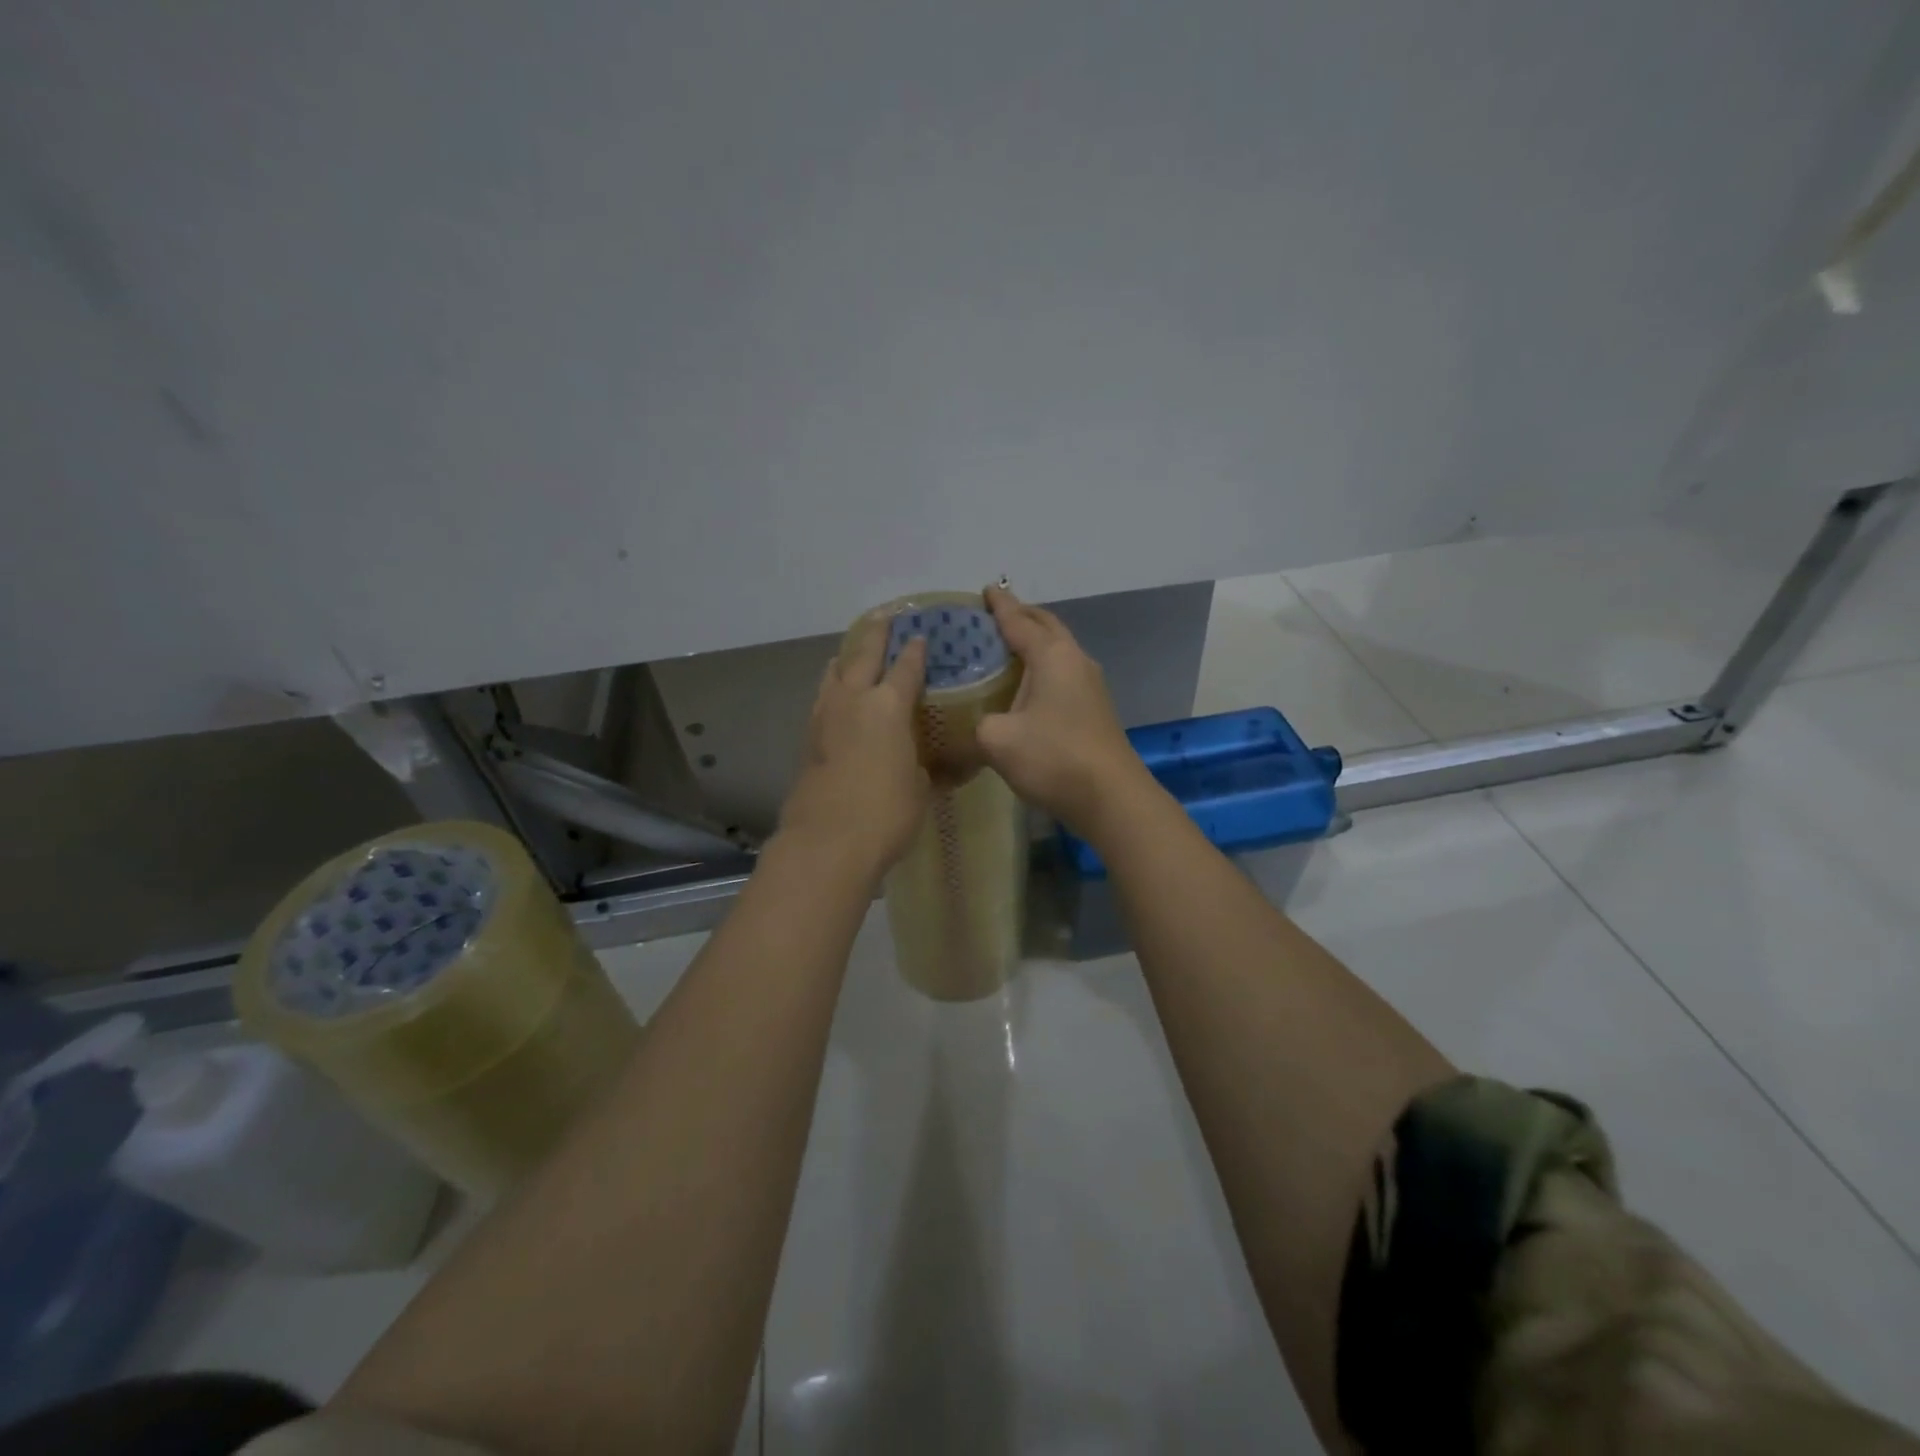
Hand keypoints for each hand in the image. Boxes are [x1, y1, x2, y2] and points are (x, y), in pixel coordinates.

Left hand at [777, 618, 930, 873]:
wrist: (827, 841)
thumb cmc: (886, 813)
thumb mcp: (920, 788)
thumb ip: (925, 767)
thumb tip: (935, 765)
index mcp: (888, 706)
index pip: (906, 667)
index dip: (915, 650)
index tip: (921, 635)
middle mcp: (853, 700)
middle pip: (863, 654)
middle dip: (876, 633)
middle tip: (885, 616)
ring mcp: (824, 717)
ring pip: (834, 672)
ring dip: (847, 657)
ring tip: (854, 651)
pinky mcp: (808, 739)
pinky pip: (822, 698)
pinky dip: (832, 686)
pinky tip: (837, 694)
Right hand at [977, 586, 1146, 835]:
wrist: (1111, 798)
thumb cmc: (1053, 758)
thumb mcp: (997, 740)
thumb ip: (978, 723)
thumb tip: (978, 725)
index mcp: (1052, 656)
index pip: (1019, 621)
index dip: (1000, 605)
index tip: (987, 589)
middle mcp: (1076, 661)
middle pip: (1047, 627)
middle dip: (1023, 616)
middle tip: (996, 615)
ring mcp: (1091, 686)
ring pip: (1059, 650)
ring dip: (1036, 643)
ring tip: (1008, 648)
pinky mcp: (1095, 710)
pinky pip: (1064, 673)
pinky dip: (1043, 667)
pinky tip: (1028, 686)